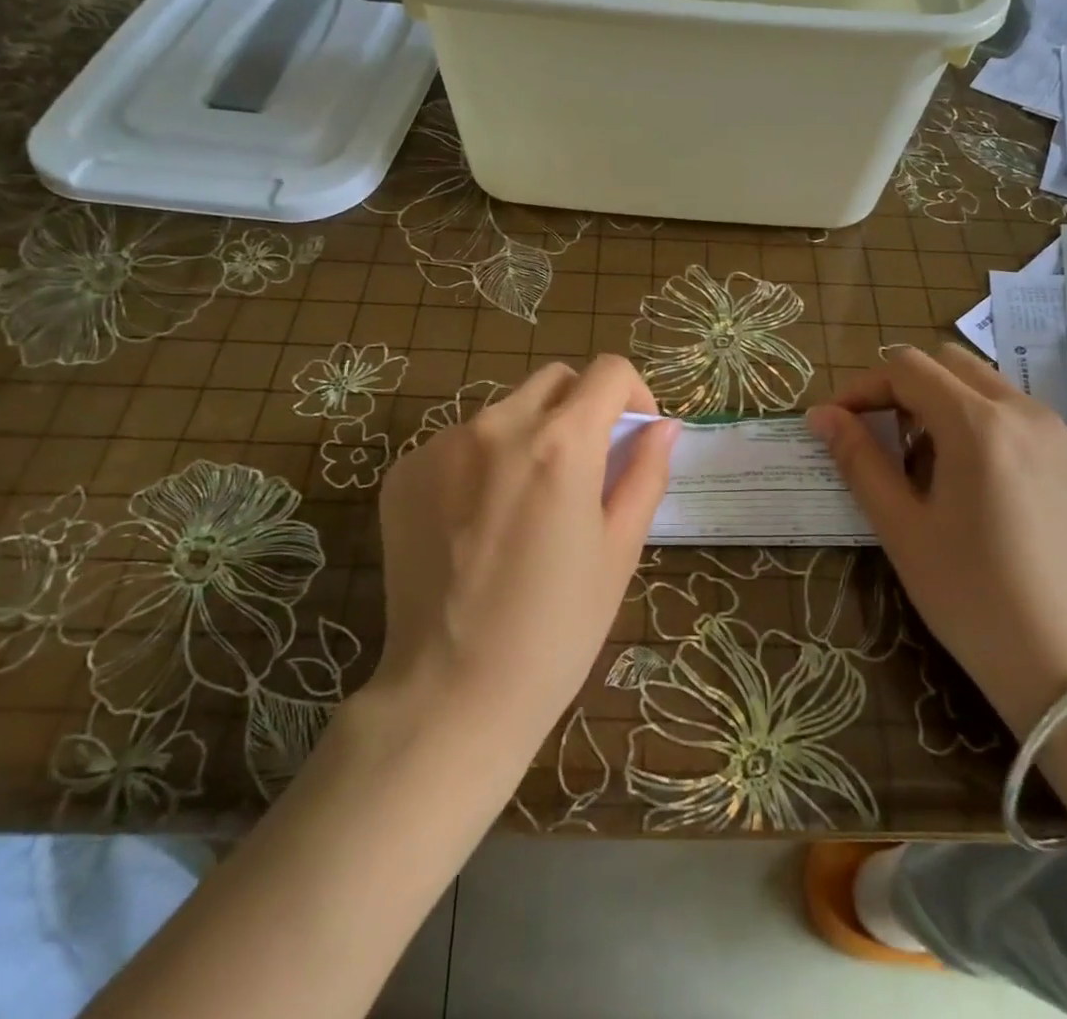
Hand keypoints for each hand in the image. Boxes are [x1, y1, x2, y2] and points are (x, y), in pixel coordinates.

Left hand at [370, 356, 678, 757]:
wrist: (451, 694)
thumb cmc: (556, 630)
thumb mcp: (618, 551)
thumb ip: (645, 474)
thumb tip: (662, 427)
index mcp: (561, 444)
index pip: (609, 371)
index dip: (634, 394)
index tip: (633, 436)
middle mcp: (498, 426)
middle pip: (555, 381)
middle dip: (583, 407)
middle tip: (586, 467)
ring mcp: (441, 445)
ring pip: (505, 410)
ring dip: (530, 435)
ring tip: (527, 503)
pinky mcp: (404, 471)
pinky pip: (458, 442)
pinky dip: (482, 462)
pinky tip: (479, 523)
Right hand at [808, 345, 1066, 734]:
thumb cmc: (972, 597)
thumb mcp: (901, 528)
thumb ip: (858, 459)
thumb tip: (821, 415)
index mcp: (978, 423)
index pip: (907, 369)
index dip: (864, 387)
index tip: (841, 422)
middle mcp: (1029, 413)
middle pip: (952, 365)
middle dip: (908, 389)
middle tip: (887, 440)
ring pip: (993, 389)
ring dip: (951, 407)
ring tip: (937, 469)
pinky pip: (1030, 422)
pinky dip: (994, 431)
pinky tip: (990, 490)